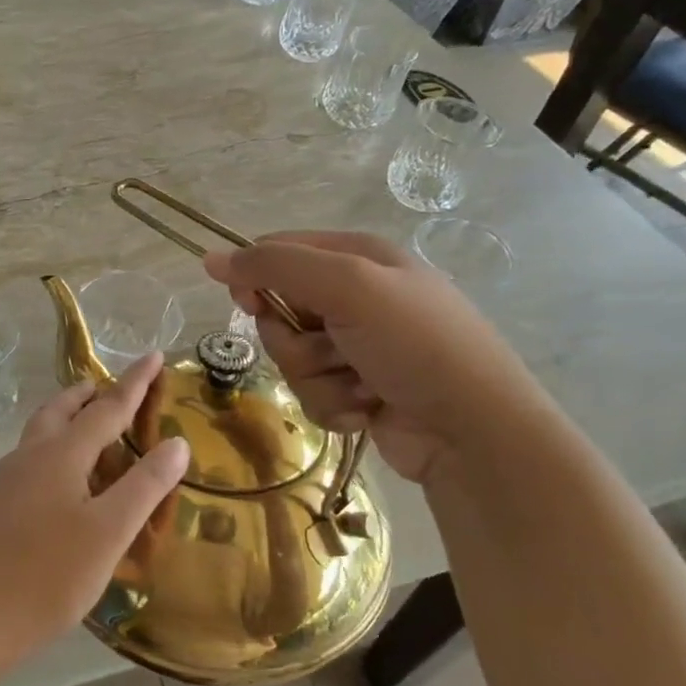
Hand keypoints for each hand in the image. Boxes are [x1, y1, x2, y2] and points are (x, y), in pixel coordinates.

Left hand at [0, 353, 189, 653]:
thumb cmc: (50, 573)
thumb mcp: (110, 531)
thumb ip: (145, 484)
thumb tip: (176, 442)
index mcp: (61, 453)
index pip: (107, 407)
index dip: (134, 382)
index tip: (153, 355)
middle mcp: (33, 455)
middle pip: (62, 408)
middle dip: (90, 393)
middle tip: (113, 389)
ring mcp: (11, 479)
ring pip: (43, 430)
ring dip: (69, 416)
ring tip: (92, 424)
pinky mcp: (1, 504)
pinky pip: (35, 455)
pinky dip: (58, 446)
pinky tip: (66, 477)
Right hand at [205, 231, 551, 486]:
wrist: (474, 432)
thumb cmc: (415, 343)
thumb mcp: (347, 286)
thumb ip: (276, 267)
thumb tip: (210, 259)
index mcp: (358, 256)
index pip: (278, 253)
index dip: (256, 277)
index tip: (251, 304)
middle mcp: (357, 297)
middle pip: (279, 311)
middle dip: (295, 340)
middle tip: (331, 348)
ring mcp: (358, 347)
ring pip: (292, 358)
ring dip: (318, 378)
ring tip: (362, 385)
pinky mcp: (359, 390)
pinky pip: (313, 393)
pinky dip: (334, 405)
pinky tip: (369, 409)